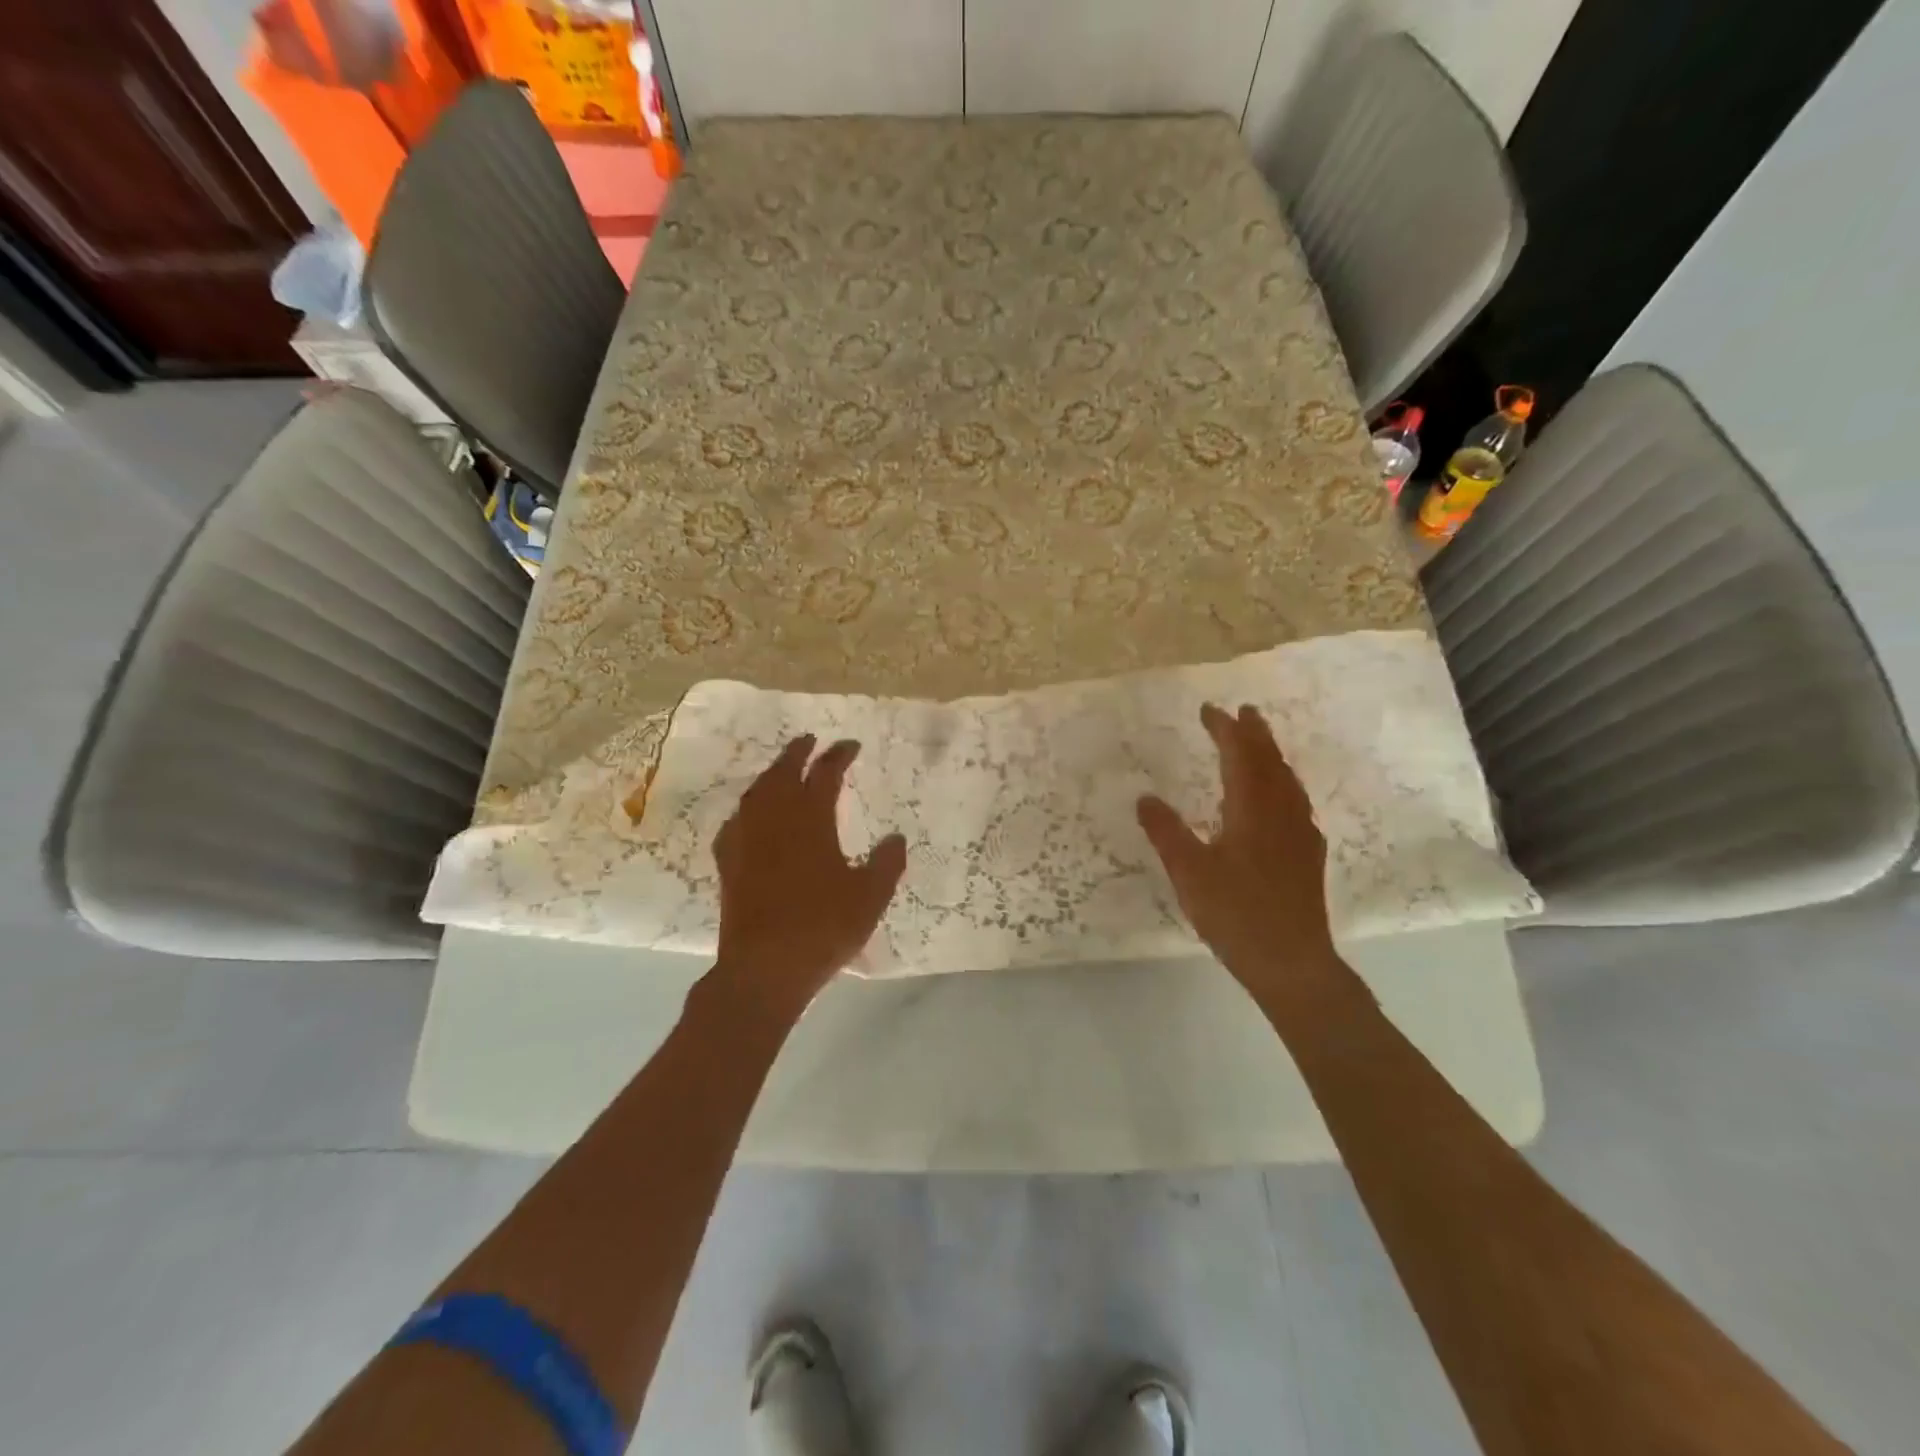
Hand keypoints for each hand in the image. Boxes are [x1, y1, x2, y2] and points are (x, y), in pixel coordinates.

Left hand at [707, 736, 906, 1015]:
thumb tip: (896, 838)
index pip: (825, 774)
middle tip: (811, 741)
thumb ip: (887, 864)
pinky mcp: (728, 863)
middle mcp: (775, 820)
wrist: (764, 968)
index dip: (839, 755)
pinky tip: (751, 815)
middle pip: (783, 772)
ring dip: (772, 774)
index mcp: (811, 820)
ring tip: (783, 769)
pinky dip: (749, 807)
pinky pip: (737, 820)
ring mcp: (746, 840)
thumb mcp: (870, 897)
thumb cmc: (823, 928)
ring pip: (757, 792)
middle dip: (798, 752)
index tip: (850, 745)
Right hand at [1137, 704, 1354, 1008]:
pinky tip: (1278, 799)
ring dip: (1272, 756)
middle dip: (1255, 733)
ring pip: (1287, 780)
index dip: (1225, 729)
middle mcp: (1281, 812)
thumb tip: (1145, 798)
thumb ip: (1166, 832)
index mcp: (1252, 809)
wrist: (1291, 961)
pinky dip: (1282, 784)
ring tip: (1260, 745)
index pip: (1240, 755)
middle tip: (1243, 712)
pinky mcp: (1308, 855)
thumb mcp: (1188, 873)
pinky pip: (1296, 802)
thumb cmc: (1235, 913)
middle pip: (1270, 761)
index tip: (1209, 710)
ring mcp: (1300, 833)